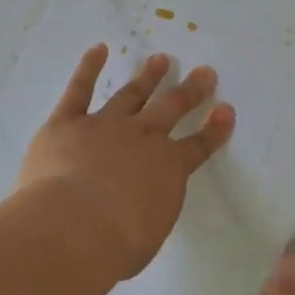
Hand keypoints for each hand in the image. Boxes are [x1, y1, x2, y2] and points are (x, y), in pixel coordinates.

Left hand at [16, 45, 234, 279]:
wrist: (73, 228)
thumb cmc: (116, 244)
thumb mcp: (148, 234)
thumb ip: (150, 211)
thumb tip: (143, 205)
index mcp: (168, 169)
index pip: (198, 146)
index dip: (215, 129)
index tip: (227, 110)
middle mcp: (142, 139)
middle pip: (171, 109)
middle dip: (190, 91)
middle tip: (204, 73)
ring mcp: (105, 126)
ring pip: (131, 95)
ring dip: (148, 77)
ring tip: (161, 60)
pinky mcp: (67, 123)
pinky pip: (79, 90)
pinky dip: (89, 68)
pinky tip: (99, 49)